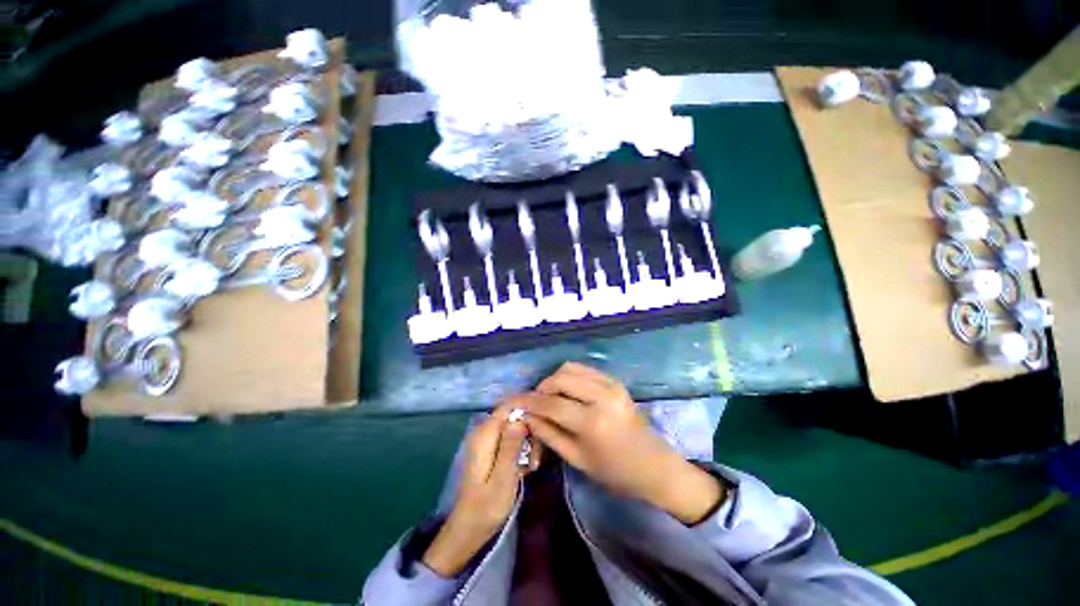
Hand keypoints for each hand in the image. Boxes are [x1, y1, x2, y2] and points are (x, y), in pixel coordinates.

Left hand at [422, 406, 534, 576]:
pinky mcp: (492, 450)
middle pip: (514, 416)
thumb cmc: (487, 507)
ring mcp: (488, 440)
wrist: (469, 529)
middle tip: (536, 459)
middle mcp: (485, 431)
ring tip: (532, 467)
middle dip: (530, 432)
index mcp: (485, 434)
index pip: (509, 406)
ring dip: (528, 444)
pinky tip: (525, 469)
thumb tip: (521, 417)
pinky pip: (512, 439)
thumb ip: (511, 446)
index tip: (544, 425)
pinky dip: (522, 451)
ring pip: (516, 428)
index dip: (528, 409)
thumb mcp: (504, 477)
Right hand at [514, 362, 725, 524]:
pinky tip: (567, 391)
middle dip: (542, 387)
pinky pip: (585, 369)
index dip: (529, 402)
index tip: (514, 402)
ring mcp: (611, 384)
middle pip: (560, 378)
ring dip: (555, 379)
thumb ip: (549, 434)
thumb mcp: (577, 459)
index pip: (552, 404)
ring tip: (550, 396)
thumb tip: (526, 416)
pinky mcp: (615, 381)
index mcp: (593, 422)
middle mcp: (602, 396)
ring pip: (571, 368)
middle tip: (535, 402)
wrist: (655, 466)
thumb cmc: (615, 472)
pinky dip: (570, 376)